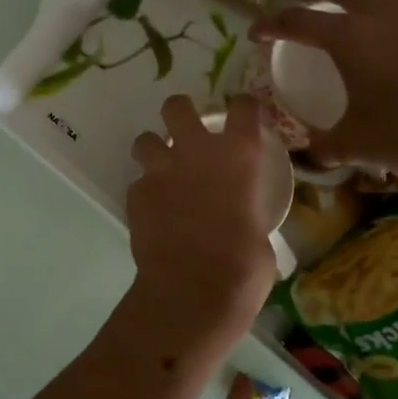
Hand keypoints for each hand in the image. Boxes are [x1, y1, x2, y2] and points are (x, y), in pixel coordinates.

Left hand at [126, 95, 278, 338]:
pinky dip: (145, 193)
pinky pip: (137, 183)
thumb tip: (246, 224)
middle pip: (178, 107)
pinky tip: (153, 212)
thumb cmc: (243, 268)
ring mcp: (161, 171)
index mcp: (239, 156)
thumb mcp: (261, 235)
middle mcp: (197, 152)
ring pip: (145, 140)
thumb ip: (249, 214)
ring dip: (153, 151)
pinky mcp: (136, 195)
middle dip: (180, 113)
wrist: (192, 291)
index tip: (243, 116)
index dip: (242, 107)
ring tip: (161, 171)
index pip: (243, 107)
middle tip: (185, 131)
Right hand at [250, 0, 397, 180]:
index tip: (258, 33)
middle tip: (309, 0)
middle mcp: (385, 17)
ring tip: (364, 19)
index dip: (272, 24)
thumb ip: (323, 144)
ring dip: (369, 2)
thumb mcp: (351, 145)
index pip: (298, 21)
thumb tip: (312, 150)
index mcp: (350, 38)